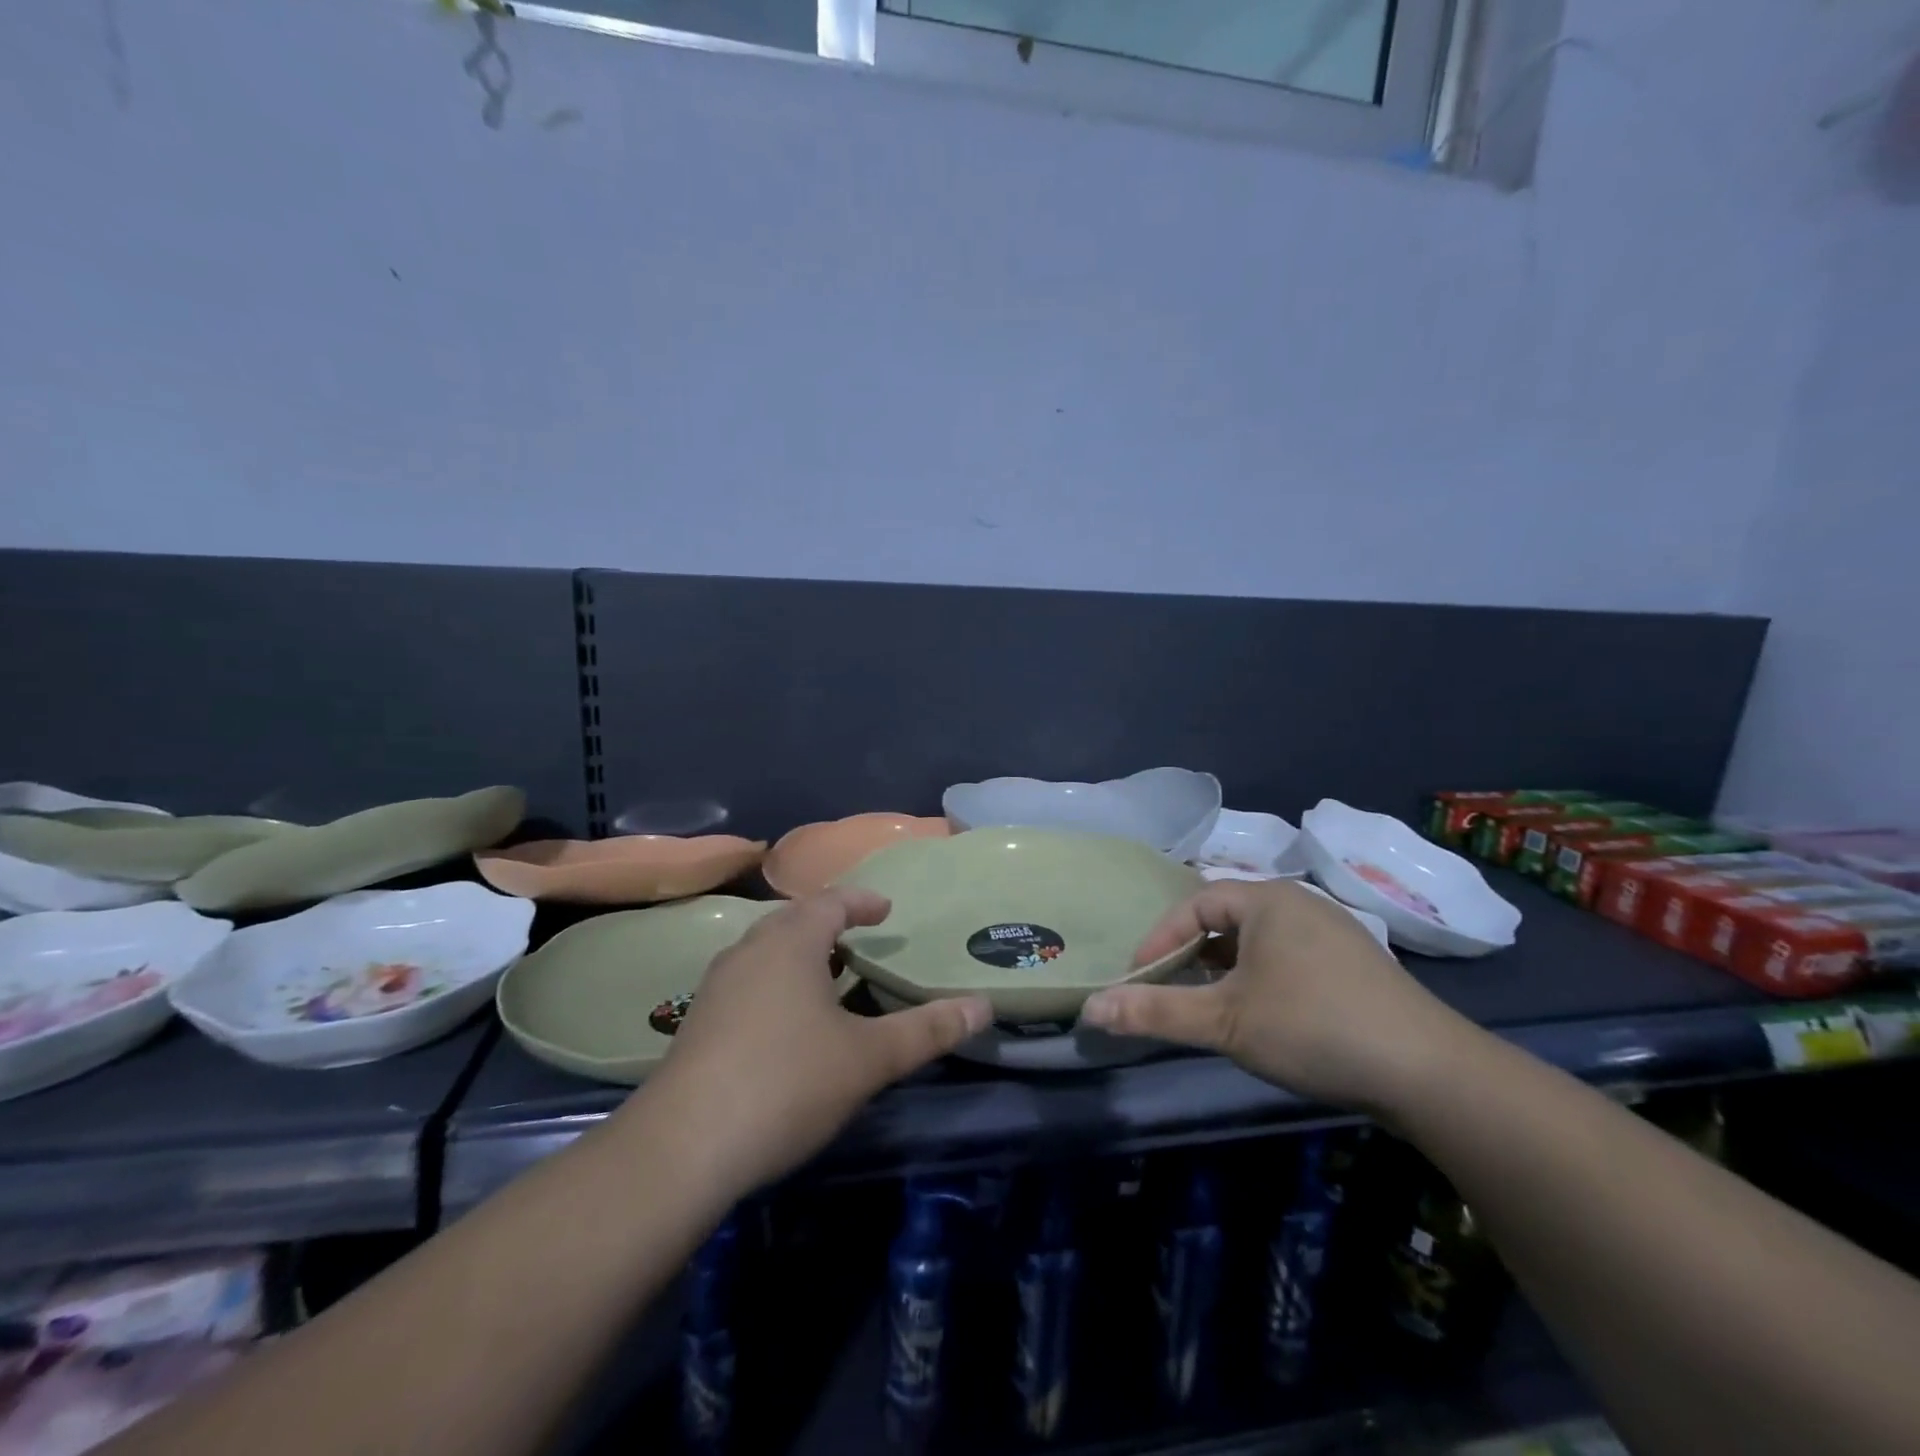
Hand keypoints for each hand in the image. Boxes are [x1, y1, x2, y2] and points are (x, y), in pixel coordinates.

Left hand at [620, 888, 991, 1200]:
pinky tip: (785, 1020)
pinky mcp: (697, 1021)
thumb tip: (983, 1005)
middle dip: (828, 923)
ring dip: (798, 952)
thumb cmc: (787, 1083)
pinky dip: (774, 981)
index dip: (862, 901)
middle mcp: (749, 951)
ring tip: (826, 974)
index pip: (831, 902)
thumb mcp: (869, 1058)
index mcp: (790, 943)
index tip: (886, 910)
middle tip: (858, 938)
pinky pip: (746, 979)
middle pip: (793, 920)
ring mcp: (716, 986)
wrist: (682, 1147)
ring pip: (765, 950)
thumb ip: (927, 1030)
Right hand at [1080, 880, 1476, 1114]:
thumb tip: (1090, 1009)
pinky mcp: (1356, 964)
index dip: (1159, 938)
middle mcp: (1300, 902)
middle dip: (1191, 953)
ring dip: (1225, 968)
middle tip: (1169, 990)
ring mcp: (1334, 931)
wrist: (1430, 1072)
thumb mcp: (1224, 1021)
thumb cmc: (1313, 1028)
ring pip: (1258, 941)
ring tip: (1209, 1005)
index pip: (1194, 903)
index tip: (1139, 978)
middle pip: (1225, 918)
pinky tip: (1263, 1015)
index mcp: (1267, 899)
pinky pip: (1288, 957)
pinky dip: (1260, 977)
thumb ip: (1155, 1012)